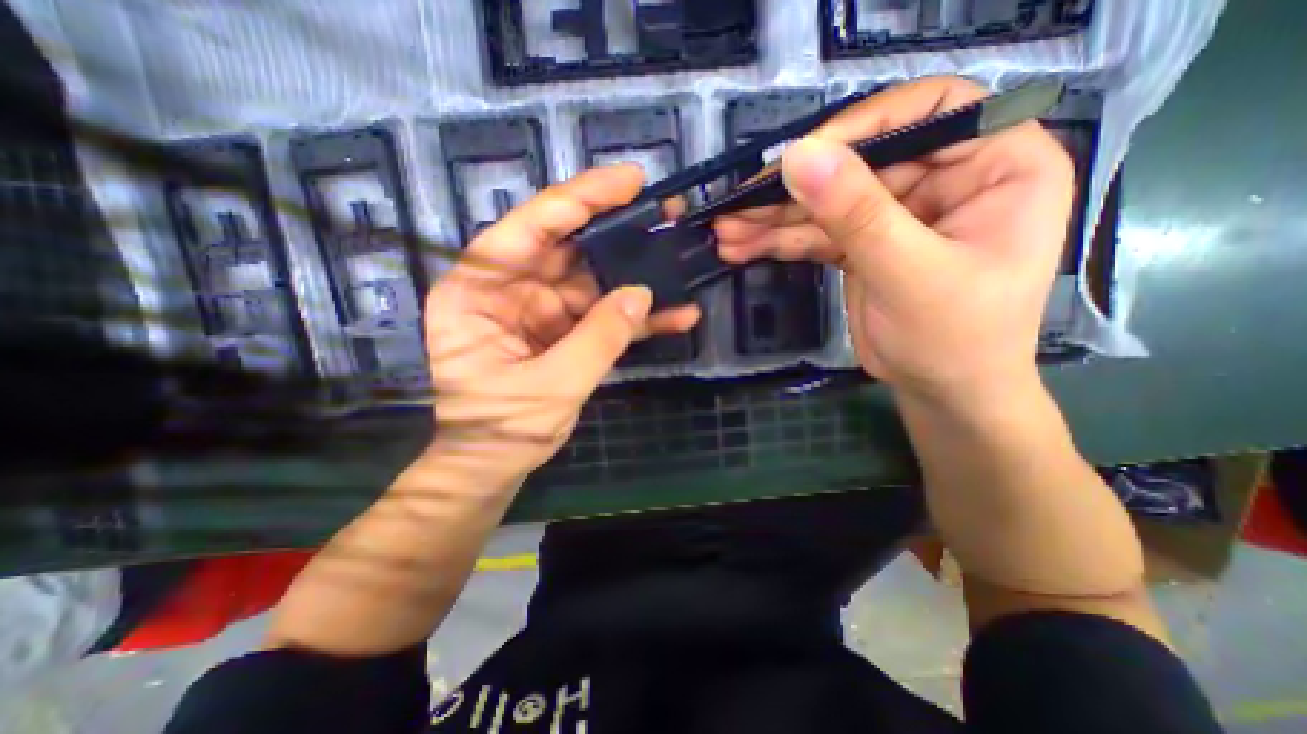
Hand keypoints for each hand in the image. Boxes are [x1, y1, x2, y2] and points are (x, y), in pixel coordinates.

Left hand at [425, 165, 699, 488]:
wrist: (495, 466)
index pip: (529, 229)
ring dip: (636, 275)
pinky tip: (675, 315)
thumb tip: (642, 293)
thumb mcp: (551, 386)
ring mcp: (541, 311)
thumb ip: (598, 338)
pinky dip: (636, 317)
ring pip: (594, 281)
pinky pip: (603, 316)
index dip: (579, 199)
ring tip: (679, 258)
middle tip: (665, 213)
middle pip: (568, 248)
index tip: (628, 181)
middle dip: (617, 232)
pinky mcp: (565, 332)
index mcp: (478, 291)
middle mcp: (508, 290)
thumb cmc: (502, 429)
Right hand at [713, 78, 1071, 404]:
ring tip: (726, 231)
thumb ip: (857, 215)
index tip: (802, 157)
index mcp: (995, 165)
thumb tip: (799, 157)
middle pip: (857, 165)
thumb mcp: (909, 274)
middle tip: (738, 205)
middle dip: (793, 190)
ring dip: (773, 219)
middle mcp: (944, 179)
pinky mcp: (863, 244)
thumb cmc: (956, 339)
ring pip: (827, 203)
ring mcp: (897, 214)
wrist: (942, 392)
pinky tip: (743, 247)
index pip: (928, 112)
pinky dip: (779, 241)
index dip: (861, 125)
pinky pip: (816, 233)